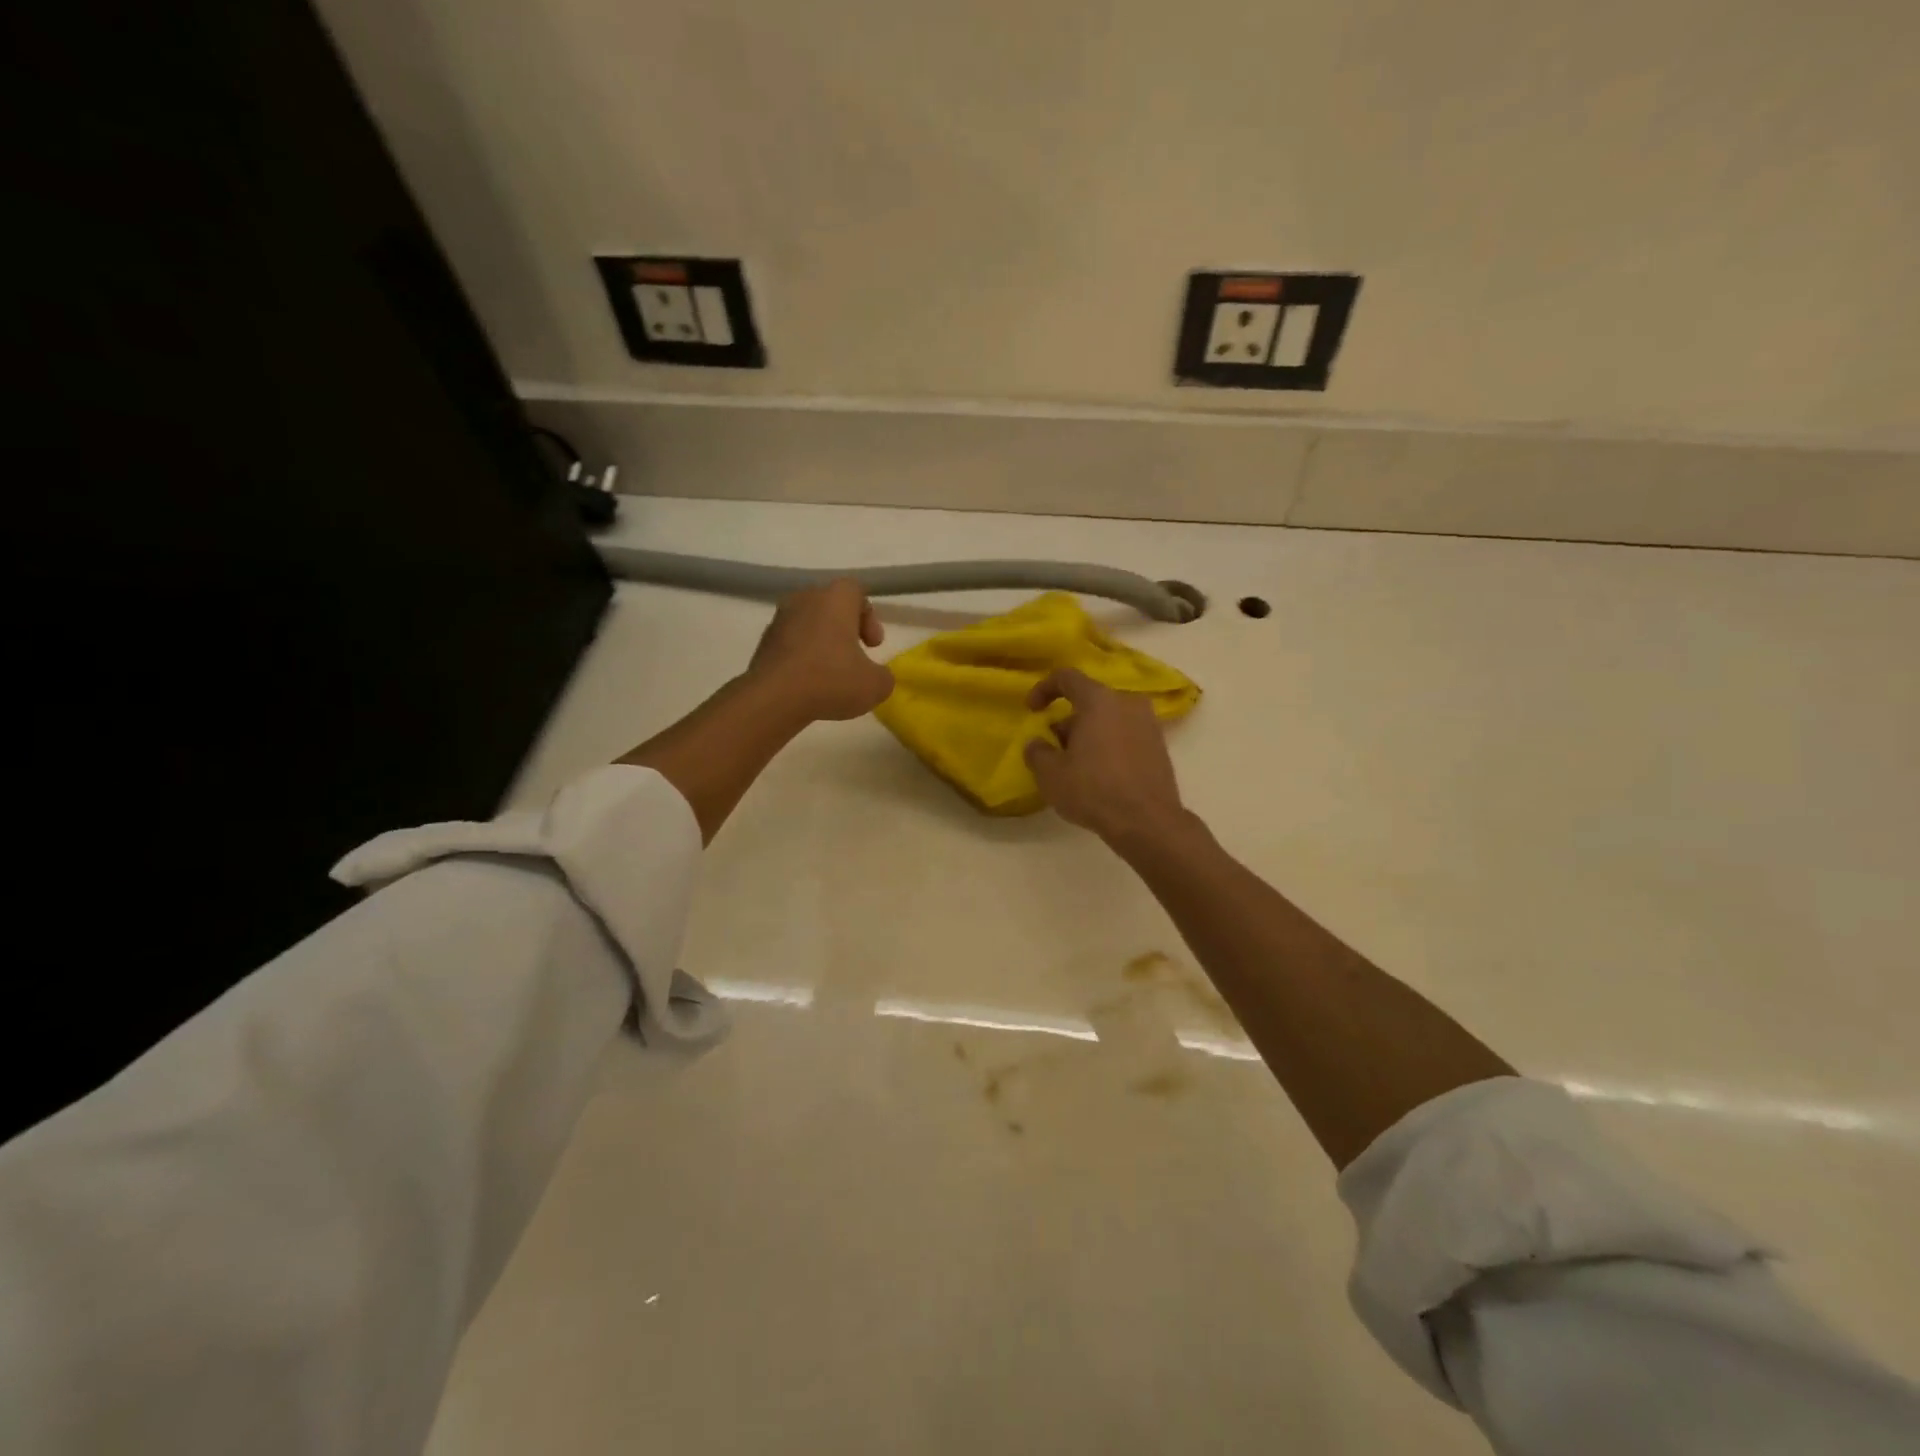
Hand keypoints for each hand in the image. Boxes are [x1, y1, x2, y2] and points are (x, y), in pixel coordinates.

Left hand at [745, 579, 893, 722]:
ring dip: (822, 644)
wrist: (773, 699)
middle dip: (845, 629)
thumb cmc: (830, 681)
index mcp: (835, 599)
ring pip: (808, 624)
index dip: (869, 617)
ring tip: (831, 674)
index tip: (873, 645)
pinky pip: (790, 643)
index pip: (856, 590)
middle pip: (830, 605)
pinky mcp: (763, 643)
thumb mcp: (875, 685)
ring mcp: (779, 620)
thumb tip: (876, 676)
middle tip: (855, 657)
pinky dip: (802, 657)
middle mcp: (805, 599)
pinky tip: (809, 684)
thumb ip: (883, 676)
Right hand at [1024, 669, 1186, 842]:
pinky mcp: (1160, 746)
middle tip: (1054, 749)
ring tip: (1076, 765)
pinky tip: (1100, 775)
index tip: (1032, 710)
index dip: (1043, 689)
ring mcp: (1148, 724)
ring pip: (1109, 719)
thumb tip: (1037, 743)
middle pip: (1089, 701)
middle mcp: (1127, 703)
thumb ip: (1037, 752)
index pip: (1066, 677)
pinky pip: (1126, 735)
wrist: (1147, 822)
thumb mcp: (1050, 774)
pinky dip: (1109, 745)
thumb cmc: (1093, 790)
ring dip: (1089, 734)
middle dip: (1068, 721)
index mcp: (1099, 700)